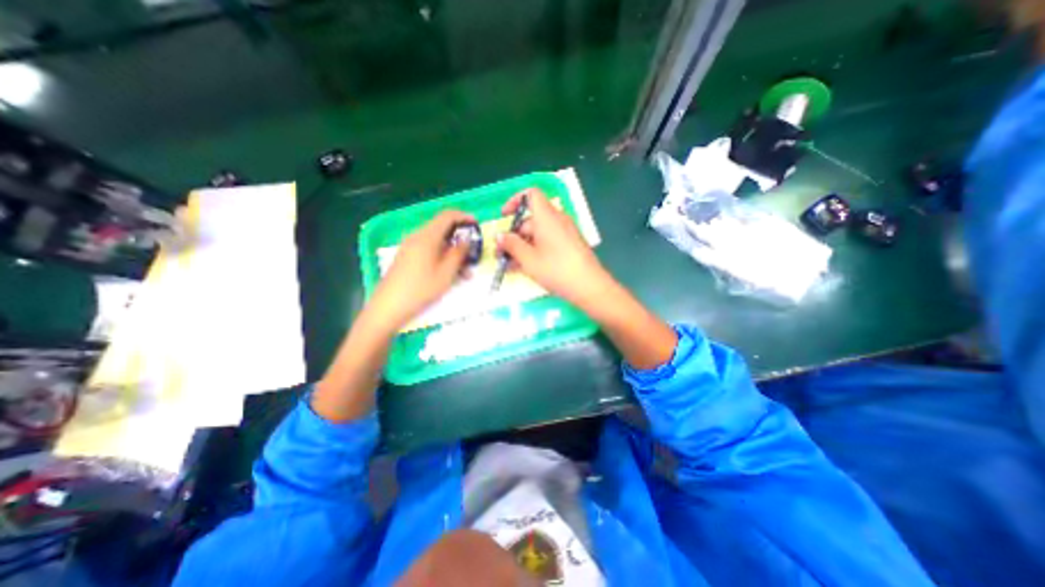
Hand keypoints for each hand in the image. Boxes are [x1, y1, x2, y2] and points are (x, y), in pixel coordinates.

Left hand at [365, 209, 470, 333]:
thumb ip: (458, 253)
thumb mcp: (446, 273)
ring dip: (453, 253)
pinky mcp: (407, 258)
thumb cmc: (420, 289)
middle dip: (460, 240)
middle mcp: (417, 237)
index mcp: (427, 236)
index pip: (447, 216)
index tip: (477, 225)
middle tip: (473, 254)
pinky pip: (429, 252)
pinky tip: (450, 276)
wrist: (388, 307)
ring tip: (466, 273)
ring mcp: (410, 248)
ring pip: (437, 243)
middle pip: (442, 229)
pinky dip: (442, 259)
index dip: (463, 216)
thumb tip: (466, 240)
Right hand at [497, 188, 613, 308]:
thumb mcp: (528, 259)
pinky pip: (548, 241)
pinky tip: (526, 267)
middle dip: (514, 235)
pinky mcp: (570, 245)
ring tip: (511, 265)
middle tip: (502, 253)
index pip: (531, 194)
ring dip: (523, 246)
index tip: (504, 217)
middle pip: (531, 219)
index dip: (515, 201)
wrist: (589, 286)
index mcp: (547, 216)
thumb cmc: (556, 269)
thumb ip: (511, 245)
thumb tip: (499, 236)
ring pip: (539, 233)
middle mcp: (558, 220)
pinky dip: (535, 250)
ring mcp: (566, 232)